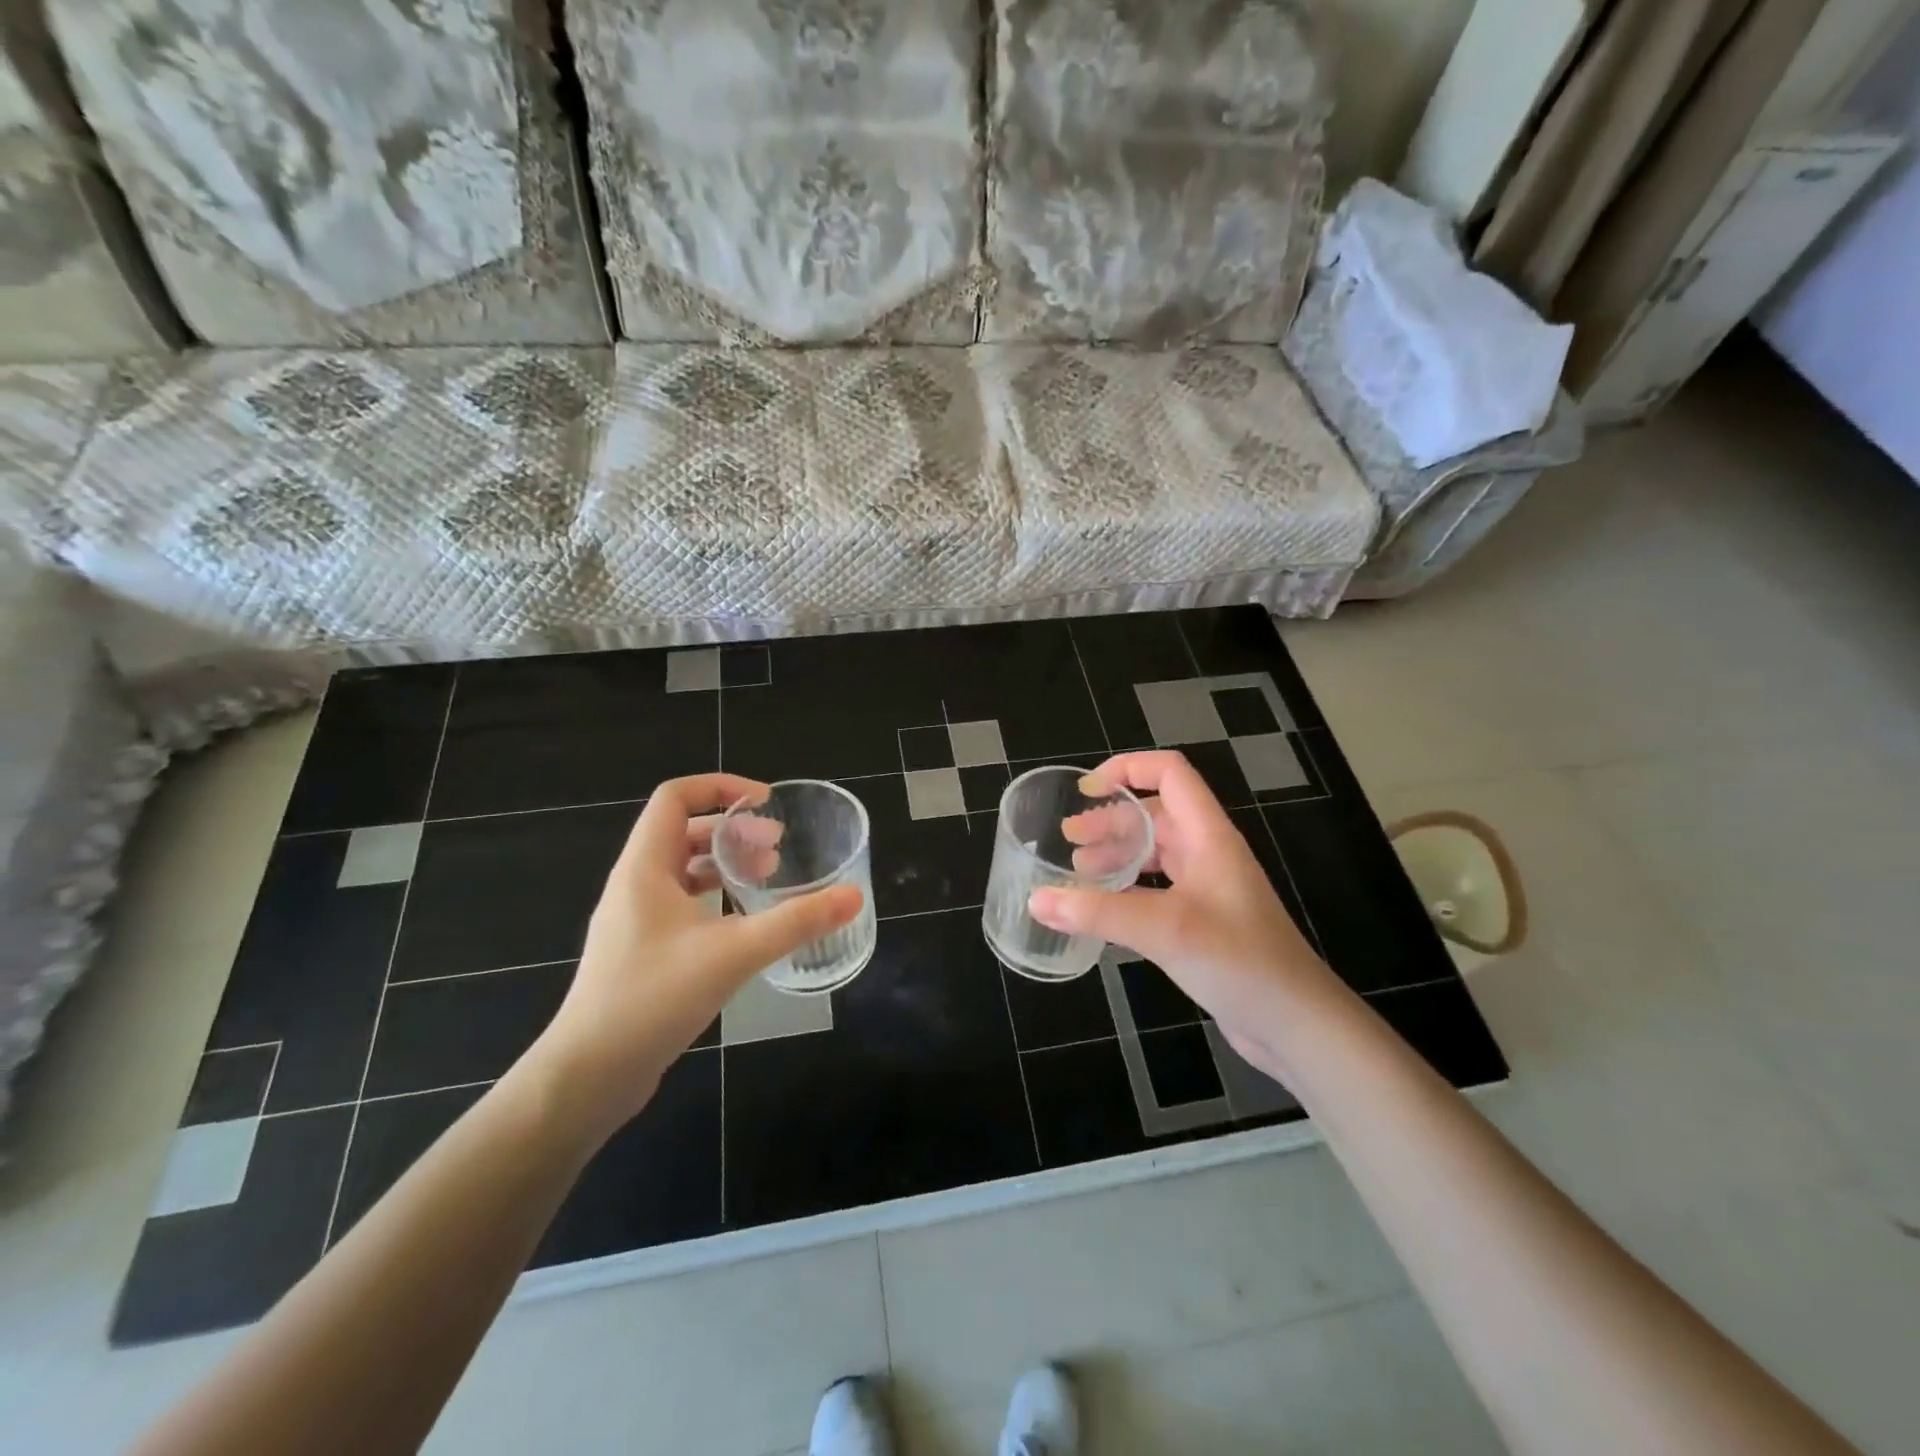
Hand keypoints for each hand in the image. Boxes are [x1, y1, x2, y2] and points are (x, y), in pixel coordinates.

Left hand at [531, 774, 862, 1131]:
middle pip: (683, 832)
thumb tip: (852, 897)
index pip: (675, 797)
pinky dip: (713, 899)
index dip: (721, 787)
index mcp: (645, 868)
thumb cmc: (653, 998)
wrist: (587, 1076)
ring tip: (766, 880)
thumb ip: (795, 922)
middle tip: (777, 848)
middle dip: (733, 830)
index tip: (766, 802)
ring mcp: (633, 921)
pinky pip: (679, 905)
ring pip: (682, 871)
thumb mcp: (734, 954)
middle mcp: (634, 885)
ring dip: (724, 864)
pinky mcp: (639, 953)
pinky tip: (742, 925)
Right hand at [1033, 751, 1335, 1075]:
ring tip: (1076, 869)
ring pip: (1154, 853)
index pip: (1170, 774)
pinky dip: (1125, 888)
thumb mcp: (1164, 930)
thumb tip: (1036, 900)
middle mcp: (1208, 854)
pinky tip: (1101, 907)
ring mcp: (1207, 888)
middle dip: (1109, 819)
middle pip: (1155, 814)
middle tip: (1068, 838)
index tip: (1086, 790)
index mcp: (1208, 836)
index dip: (1128, 769)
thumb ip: (1098, 913)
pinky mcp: (1201, 921)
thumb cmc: (1239, 961)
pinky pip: (1156, 889)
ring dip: (1116, 853)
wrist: (1296, 1024)